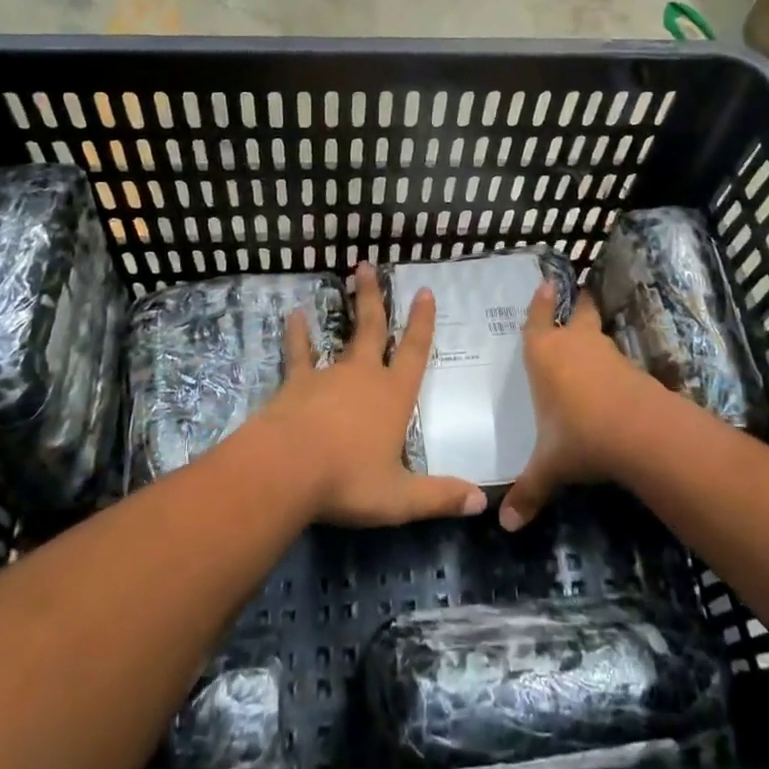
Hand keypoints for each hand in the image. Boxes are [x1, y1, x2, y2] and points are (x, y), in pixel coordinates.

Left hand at [252, 263, 486, 527]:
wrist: (286, 470)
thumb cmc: (348, 480)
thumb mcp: (399, 498)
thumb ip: (439, 497)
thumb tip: (482, 502)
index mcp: (394, 396)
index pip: (414, 352)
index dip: (422, 323)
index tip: (424, 292)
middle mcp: (364, 376)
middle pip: (373, 328)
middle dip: (374, 298)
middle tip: (368, 265)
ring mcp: (328, 375)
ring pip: (342, 334)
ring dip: (346, 307)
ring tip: (345, 279)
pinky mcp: (296, 383)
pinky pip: (299, 353)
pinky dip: (297, 334)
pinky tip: (294, 316)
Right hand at [500, 281, 656, 531]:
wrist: (640, 432)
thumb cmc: (579, 436)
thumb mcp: (549, 466)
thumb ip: (529, 491)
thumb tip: (505, 526)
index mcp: (544, 354)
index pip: (538, 319)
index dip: (541, 302)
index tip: (547, 283)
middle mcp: (575, 345)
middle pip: (579, 312)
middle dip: (578, 304)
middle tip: (578, 294)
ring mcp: (607, 354)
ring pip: (599, 334)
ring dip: (595, 335)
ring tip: (590, 341)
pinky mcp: (633, 369)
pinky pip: (617, 361)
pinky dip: (613, 365)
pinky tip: (612, 381)